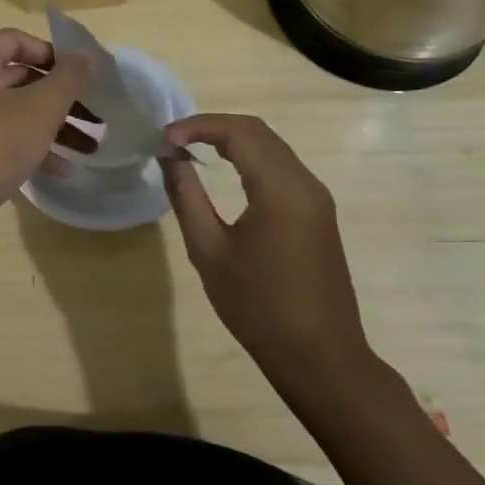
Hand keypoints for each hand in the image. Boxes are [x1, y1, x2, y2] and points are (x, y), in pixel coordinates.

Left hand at [0, 29, 93, 239]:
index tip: (83, 77)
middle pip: (18, 78)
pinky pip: (0, 137)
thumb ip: (68, 78)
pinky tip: (62, 169)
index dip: (53, 55)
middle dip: (60, 99)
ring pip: (13, 111)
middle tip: (95, 115)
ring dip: (52, 126)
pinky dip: (30, 146)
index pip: (16, 40)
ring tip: (89, 147)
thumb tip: (86, 54)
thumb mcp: (39, 110)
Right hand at [161, 114, 373, 393]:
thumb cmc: (258, 307)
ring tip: (191, 149)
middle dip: (212, 127)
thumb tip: (169, 156)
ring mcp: (317, 198)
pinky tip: (225, 170)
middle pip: (257, 131)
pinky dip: (250, 157)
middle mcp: (305, 183)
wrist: (321, 358)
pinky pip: (282, 166)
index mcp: (280, 189)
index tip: (163, 139)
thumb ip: (186, 195)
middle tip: (173, 140)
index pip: (238, 132)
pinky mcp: (318, 213)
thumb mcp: (208, 251)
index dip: (197, 126)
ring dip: (232, 139)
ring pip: (272, 146)